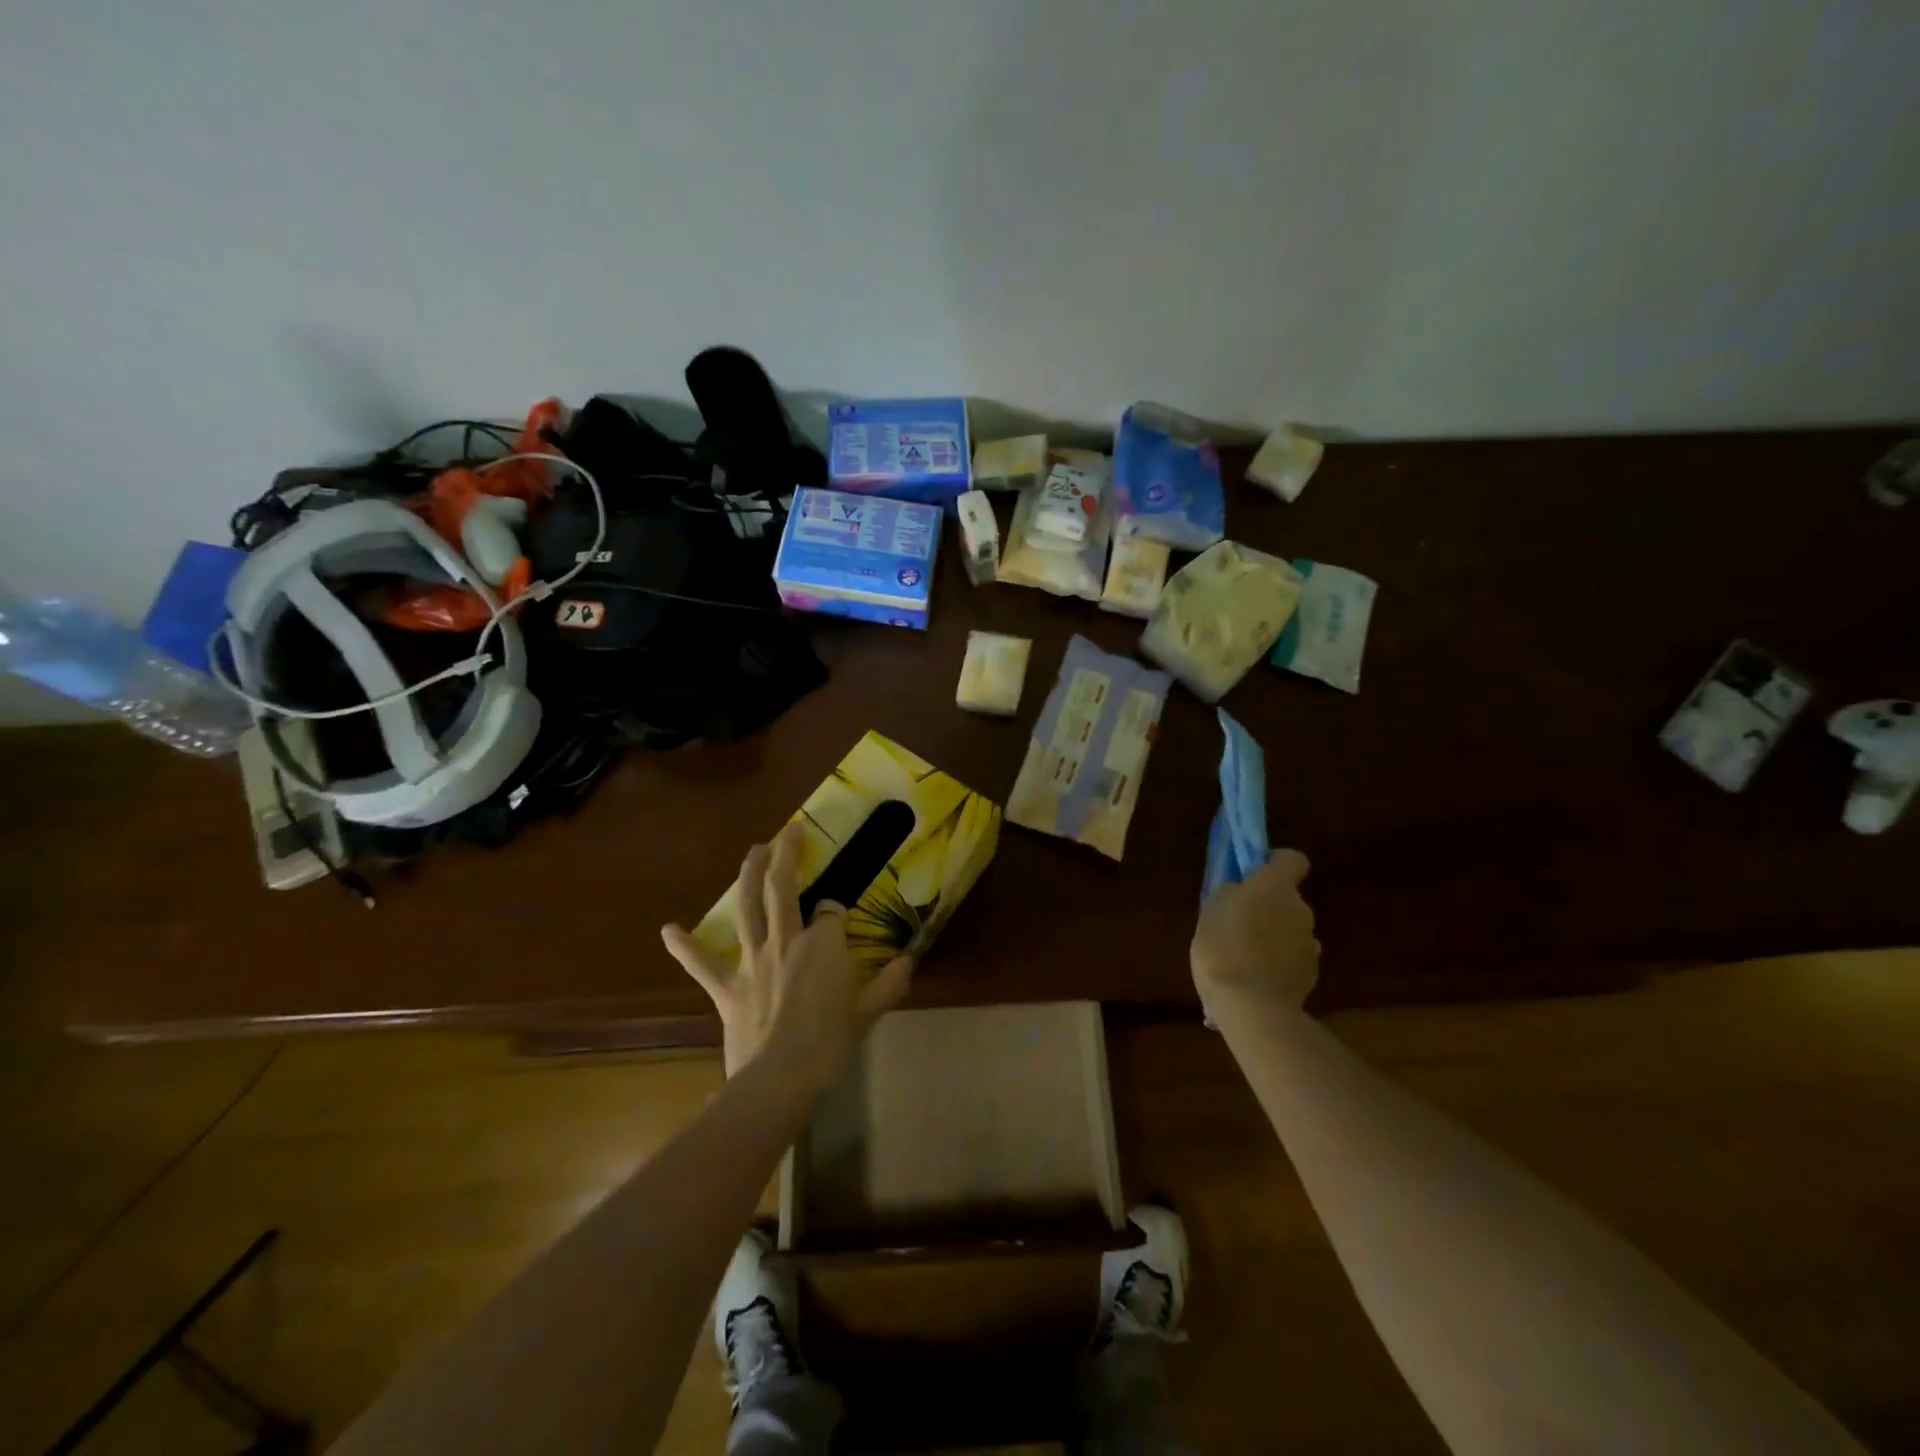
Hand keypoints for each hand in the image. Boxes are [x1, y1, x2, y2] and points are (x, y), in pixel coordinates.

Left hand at [661, 824, 913, 1087]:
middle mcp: (786, 942)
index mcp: (822, 946)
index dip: (834, 910)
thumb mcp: (866, 1014)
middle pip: (784, 889)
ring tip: (753, 851)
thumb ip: (888, 984)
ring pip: (749, 908)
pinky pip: (703, 964)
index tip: (838, 915)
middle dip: (787, 857)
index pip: (830, 912)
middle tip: (789, 832)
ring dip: (749, 876)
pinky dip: (685, 946)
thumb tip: (909, 960)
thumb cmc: (828, 1046)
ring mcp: (753, 962)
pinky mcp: (727, 988)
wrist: (779, 1081)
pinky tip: (669, 930)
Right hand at [1191, 849, 1319, 1015]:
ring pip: (1291, 930)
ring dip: (1275, 936)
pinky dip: (1279, 963)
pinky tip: (1257, 978)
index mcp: (1276, 887)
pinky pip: (1293, 958)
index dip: (1275, 863)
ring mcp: (1310, 944)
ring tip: (1246, 957)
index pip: (1292, 860)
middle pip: (1288, 899)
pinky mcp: (1312, 975)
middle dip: (1269, 907)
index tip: (1254, 874)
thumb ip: (1230, 895)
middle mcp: (1301, 910)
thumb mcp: (1210, 911)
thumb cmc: (1223, 948)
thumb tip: (1239, 892)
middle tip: (1239, 923)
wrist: (1252, 1007)